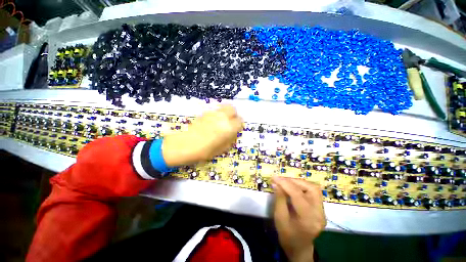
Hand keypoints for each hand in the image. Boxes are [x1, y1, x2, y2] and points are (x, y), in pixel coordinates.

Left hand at [162, 105, 242, 166]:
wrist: (185, 145)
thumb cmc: (205, 151)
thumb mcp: (222, 149)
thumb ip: (230, 139)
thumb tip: (234, 133)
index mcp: (228, 128)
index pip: (240, 121)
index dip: (239, 125)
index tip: (236, 129)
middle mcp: (222, 117)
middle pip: (232, 108)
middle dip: (234, 114)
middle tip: (231, 121)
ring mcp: (213, 114)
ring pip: (224, 107)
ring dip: (226, 113)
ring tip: (222, 121)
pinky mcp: (205, 113)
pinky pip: (215, 110)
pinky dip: (217, 114)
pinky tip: (213, 121)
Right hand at [272, 177, 325, 261]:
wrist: (299, 247)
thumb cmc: (287, 235)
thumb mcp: (279, 217)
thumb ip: (279, 199)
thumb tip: (276, 183)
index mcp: (308, 219)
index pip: (298, 195)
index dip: (285, 183)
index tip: (274, 177)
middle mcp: (319, 213)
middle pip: (310, 189)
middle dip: (293, 181)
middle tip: (280, 179)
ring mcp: (322, 211)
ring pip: (313, 188)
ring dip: (298, 182)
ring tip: (286, 182)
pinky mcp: (321, 208)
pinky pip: (313, 191)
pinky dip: (302, 186)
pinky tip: (292, 186)